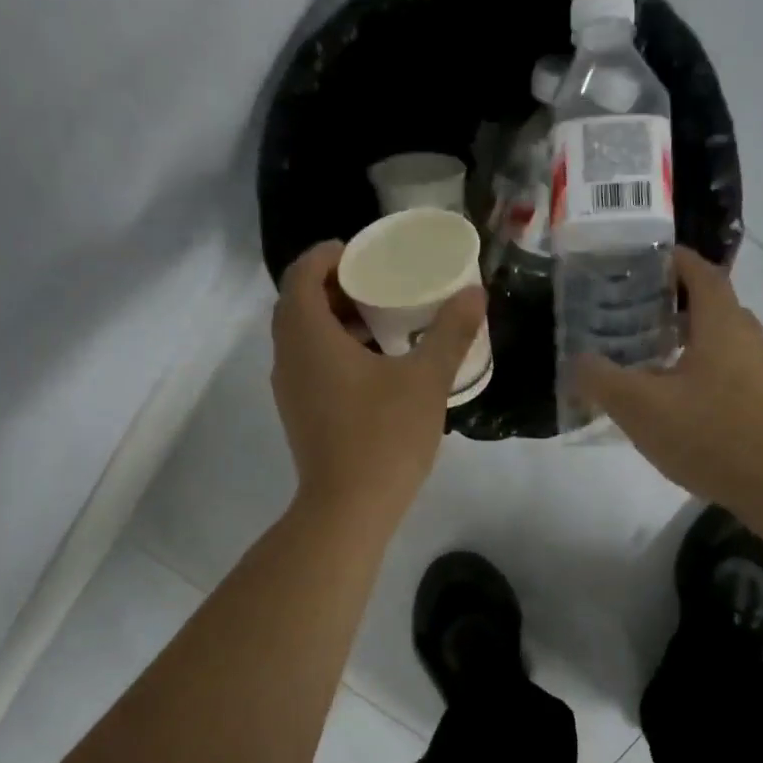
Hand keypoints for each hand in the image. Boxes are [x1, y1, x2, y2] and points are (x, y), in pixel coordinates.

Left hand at [271, 240, 485, 536]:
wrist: (349, 508)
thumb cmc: (384, 436)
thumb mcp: (426, 380)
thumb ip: (450, 333)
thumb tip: (475, 293)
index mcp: (308, 335)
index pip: (302, 272)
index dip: (329, 254)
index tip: (365, 254)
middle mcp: (287, 356)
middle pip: (299, 302)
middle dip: (335, 286)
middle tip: (379, 285)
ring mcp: (288, 388)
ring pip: (303, 336)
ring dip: (334, 321)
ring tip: (382, 324)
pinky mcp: (298, 414)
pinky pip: (308, 364)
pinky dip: (333, 351)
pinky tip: (374, 369)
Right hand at [572, 248, 762, 525]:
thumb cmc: (709, 435)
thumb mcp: (640, 408)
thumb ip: (601, 380)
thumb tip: (578, 360)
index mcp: (722, 324)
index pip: (702, 273)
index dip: (676, 261)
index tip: (649, 261)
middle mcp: (751, 338)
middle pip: (716, 307)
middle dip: (679, 306)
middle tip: (640, 318)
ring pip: (727, 343)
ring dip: (695, 343)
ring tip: (658, 363)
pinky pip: (737, 374)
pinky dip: (710, 374)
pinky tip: (688, 406)